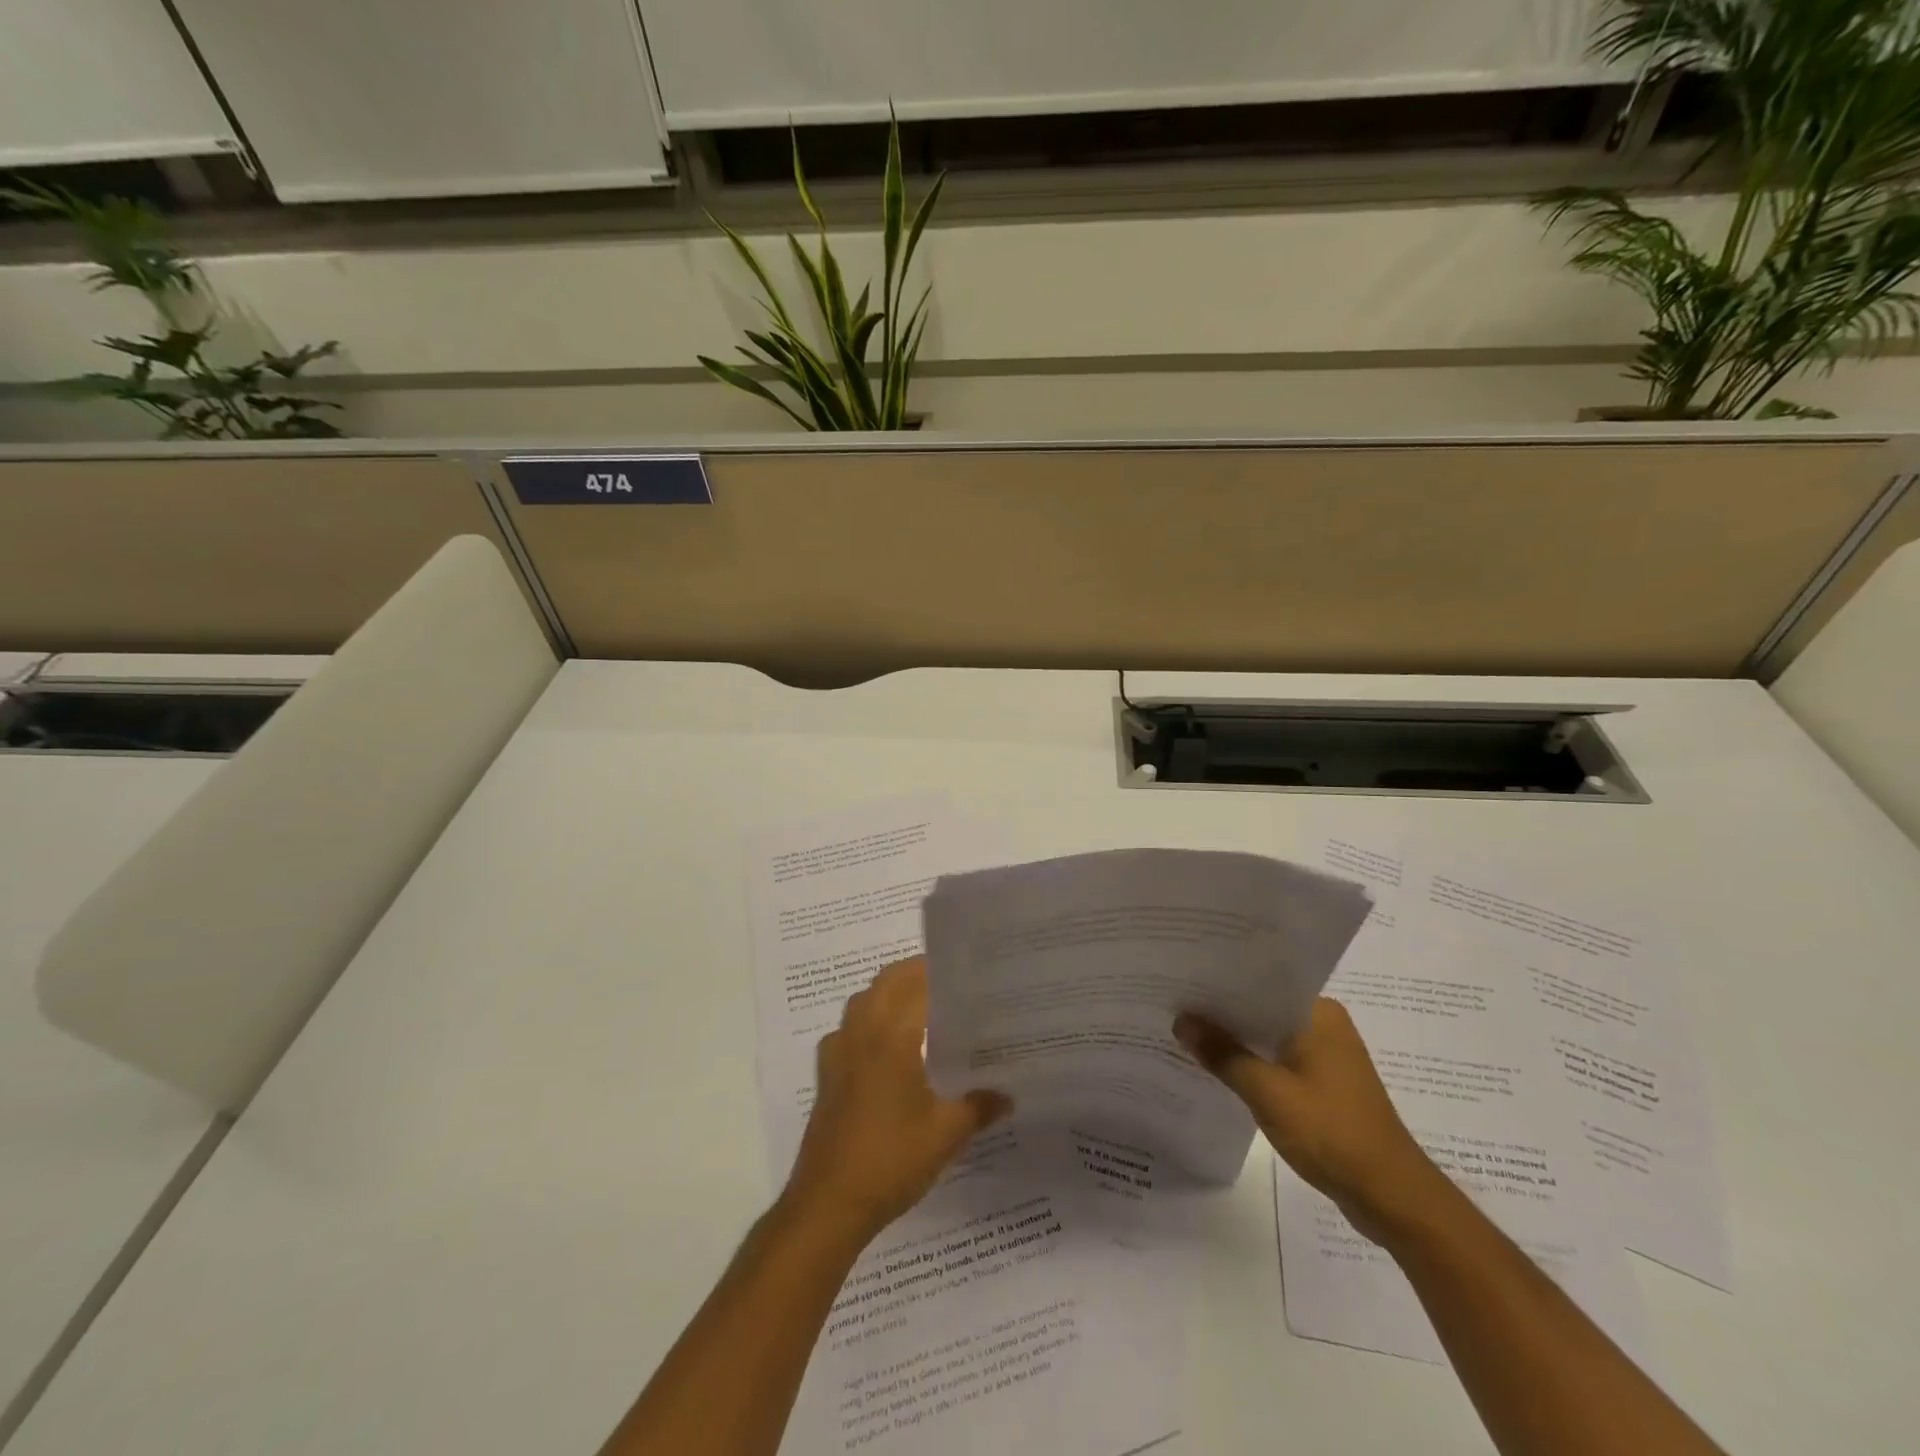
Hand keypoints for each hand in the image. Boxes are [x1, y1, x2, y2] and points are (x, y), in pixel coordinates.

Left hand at [782, 957, 1012, 1246]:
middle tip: (951, 986)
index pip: (916, 982)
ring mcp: (838, 1052)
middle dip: (916, 974)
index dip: (941, 971)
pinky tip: (888, 1050)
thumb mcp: (946, 1135)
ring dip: (890, 993)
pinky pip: (849, 1029)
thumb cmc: (890, 1160)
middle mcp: (861, 1032)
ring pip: (864, 1001)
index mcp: (890, 1035)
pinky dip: (869, 1022)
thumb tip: (1008, 1094)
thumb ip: (979, 1107)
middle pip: (886, 982)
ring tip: (924, 1010)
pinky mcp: (827, 1074)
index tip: (968, 972)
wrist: (828, 1204)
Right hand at [1175, 997, 1445, 1241]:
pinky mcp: (1325, 1083)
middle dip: (1222, 1011)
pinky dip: (1252, 1062)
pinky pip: (1278, 1059)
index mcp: (1318, 1013)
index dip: (1220, 981)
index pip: (1260, 982)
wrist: (1391, 1196)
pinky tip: (1219, 1068)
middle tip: (1174, 1003)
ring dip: (1236, 1039)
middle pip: (1262, 1008)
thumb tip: (1181, 1021)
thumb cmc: (1331, 1132)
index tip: (1181, 978)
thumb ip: (1222, 1054)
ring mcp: (1327, 1055)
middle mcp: (1325, 1024)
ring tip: (1187, 1032)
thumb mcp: (1267, 1092)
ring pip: (1269, 1036)